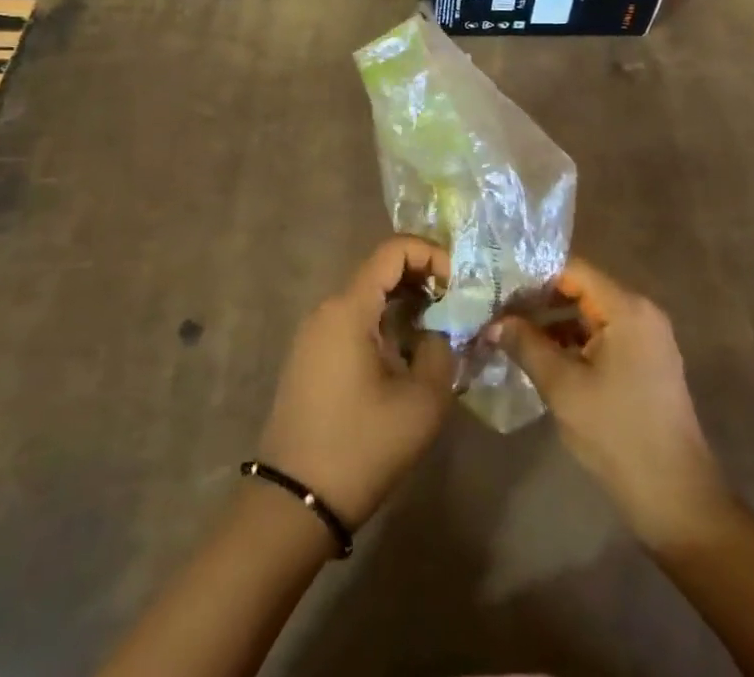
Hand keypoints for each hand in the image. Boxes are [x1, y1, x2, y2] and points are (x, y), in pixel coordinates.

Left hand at [255, 236, 456, 528]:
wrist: (294, 503)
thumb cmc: (361, 446)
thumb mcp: (421, 402)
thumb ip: (441, 350)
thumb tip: (442, 330)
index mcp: (349, 308)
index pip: (392, 250)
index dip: (431, 254)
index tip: (459, 283)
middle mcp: (327, 309)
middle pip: (379, 271)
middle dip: (422, 279)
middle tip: (456, 306)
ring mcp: (314, 333)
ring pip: (366, 298)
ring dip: (404, 304)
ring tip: (439, 330)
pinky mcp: (311, 357)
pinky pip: (353, 322)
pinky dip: (384, 324)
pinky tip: (407, 354)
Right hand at [491, 257, 731, 552]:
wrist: (677, 501)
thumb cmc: (618, 435)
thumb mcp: (563, 387)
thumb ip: (526, 345)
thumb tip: (493, 322)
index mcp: (627, 309)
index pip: (572, 270)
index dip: (532, 275)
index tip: (498, 286)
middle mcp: (640, 313)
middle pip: (580, 289)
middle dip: (538, 299)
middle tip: (497, 310)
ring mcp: (646, 339)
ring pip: (588, 314)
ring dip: (551, 323)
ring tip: (509, 332)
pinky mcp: (644, 364)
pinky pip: (600, 336)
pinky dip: (571, 342)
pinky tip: (539, 356)